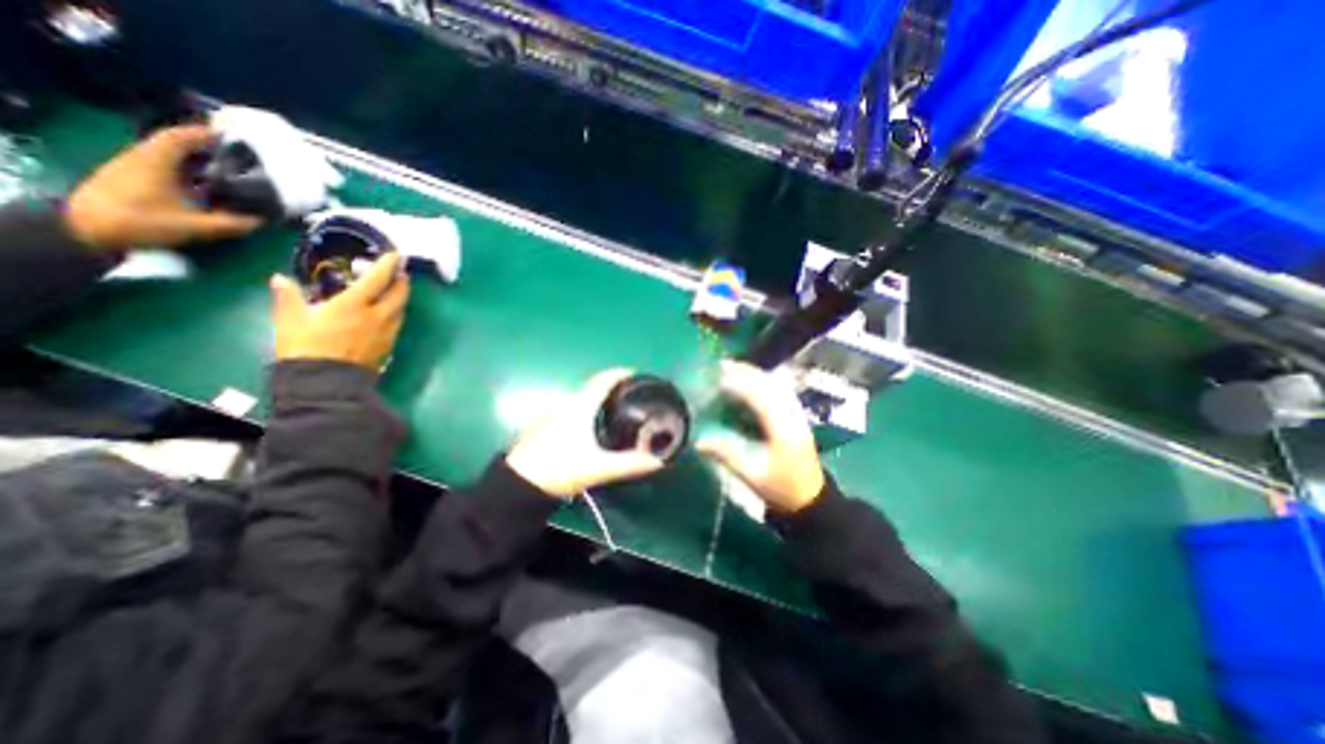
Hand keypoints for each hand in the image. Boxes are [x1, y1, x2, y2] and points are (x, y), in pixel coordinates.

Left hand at [64, 124, 259, 251]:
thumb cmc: (142, 222)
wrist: (88, 229)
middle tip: (236, 155)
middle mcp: (143, 158)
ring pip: (169, 156)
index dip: (204, 134)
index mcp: (155, 161)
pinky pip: (164, 167)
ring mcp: (134, 168)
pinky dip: (186, 170)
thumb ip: (231, 223)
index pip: (179, 138)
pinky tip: (204, 184)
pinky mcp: (132, 178)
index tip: (231, 137)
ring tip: (227, 170)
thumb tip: (262, 221)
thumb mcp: (194, 226)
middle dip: (204, 147)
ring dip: (196, 160)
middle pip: (175, 145)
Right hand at [268, 254, 407, 368]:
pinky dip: (396, 313)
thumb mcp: (289, 321)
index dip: (388, 265)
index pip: (378, 279)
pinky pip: (397, 323)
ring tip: (396, 290)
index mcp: (355, 305)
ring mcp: (387, 332)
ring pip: (401, 309)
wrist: (327, 383)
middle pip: (399, 294)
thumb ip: (288, 298)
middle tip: (400, 272)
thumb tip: (280, 279)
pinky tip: (388, 313)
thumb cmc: (306, 349)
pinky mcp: (389, 346)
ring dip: (401, 297)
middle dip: (402, 281)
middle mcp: (378, 316)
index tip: (395, 255)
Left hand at [510, 366, 668, 495]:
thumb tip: (658, 461)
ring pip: (580, 399)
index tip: (636, 374)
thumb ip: (629, 464)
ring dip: (597, 400)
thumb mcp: (599, 468)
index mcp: (580, 406)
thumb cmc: (560, 469)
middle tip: (630, 397)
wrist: (518, 484)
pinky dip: (585, 410)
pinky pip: (570, 409)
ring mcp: (552, 413)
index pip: (603, 380)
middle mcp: (566, 403)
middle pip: (592, 387)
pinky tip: (590, 426)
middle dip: (612, 388)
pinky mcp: (544, 424)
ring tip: (613, 411)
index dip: (620, 373)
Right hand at [697, 358, 825, 511]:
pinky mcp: (795, 414)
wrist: (811, 498)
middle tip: (719, 365)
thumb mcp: (753, 475)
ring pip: (775, 383)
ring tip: (731, 367)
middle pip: (769, 384)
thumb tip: (698, 440)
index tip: (717, 378)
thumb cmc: (781, 488)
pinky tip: (749, 379)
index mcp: (783, 428)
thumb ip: (727, 455)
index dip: (738, 384)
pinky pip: (778, 389)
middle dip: (745, 372)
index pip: (760, 397)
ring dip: (753, 373)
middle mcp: (792, 414)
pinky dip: (761, 380)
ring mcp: (796, 412)